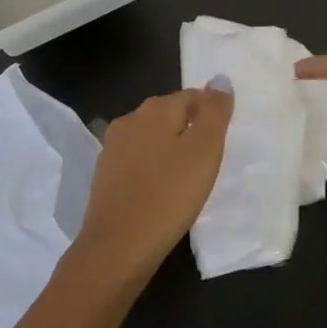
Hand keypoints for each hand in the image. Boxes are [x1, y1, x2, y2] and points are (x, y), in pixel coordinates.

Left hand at [69, 83, 233, 284]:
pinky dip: (153, 170)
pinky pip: (138, 161)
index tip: (222, 145)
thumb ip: (214, 112)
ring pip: (153, 138)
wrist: (117, 248)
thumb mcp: (204, 151)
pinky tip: (162, 192)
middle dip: (190, 131)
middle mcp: (130, 119)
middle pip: (170, 115)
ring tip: (188, 180)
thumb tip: (220, 79)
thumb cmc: (168, 196)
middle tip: (209, 163)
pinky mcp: (105, 175)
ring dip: (171, 151)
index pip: (193, 96)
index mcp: (155, 108)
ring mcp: (113, 147)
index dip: (211, 116)